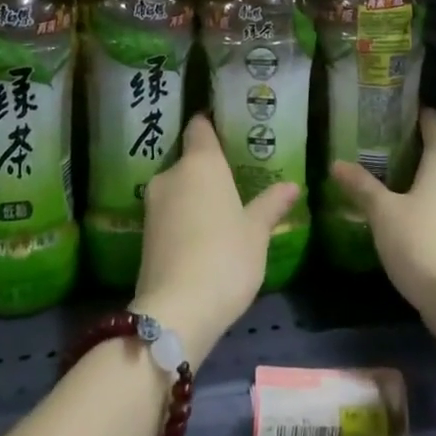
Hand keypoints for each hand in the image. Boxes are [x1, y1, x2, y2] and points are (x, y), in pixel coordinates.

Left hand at [132, 114, 299, 364]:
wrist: (176, 311)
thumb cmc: (224, 258)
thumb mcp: (256, 232)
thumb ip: (270, 204)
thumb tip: (291, 185)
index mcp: (200, 163)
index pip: (200, 126)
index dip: (212, 124)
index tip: (230, 128)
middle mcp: (171, 174)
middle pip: (190, 158)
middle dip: (209, 167)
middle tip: (238, 178)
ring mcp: (152, 204)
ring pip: (179, 187)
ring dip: (197, 194)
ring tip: (224, 208)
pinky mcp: (144, 233)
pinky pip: (170, 211)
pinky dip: (185, 216)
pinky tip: (204, 234)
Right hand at [330, 109, 435, 319]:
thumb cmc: (423, 244)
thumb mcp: (383, 214)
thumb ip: (362, 187)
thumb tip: (336, 163)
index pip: (434, 123)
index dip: (416, 113)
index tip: (393, 111)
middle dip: (422, 144)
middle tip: (390, 145)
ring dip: (434, 175)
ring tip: (402, 178)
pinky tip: (422, 213)